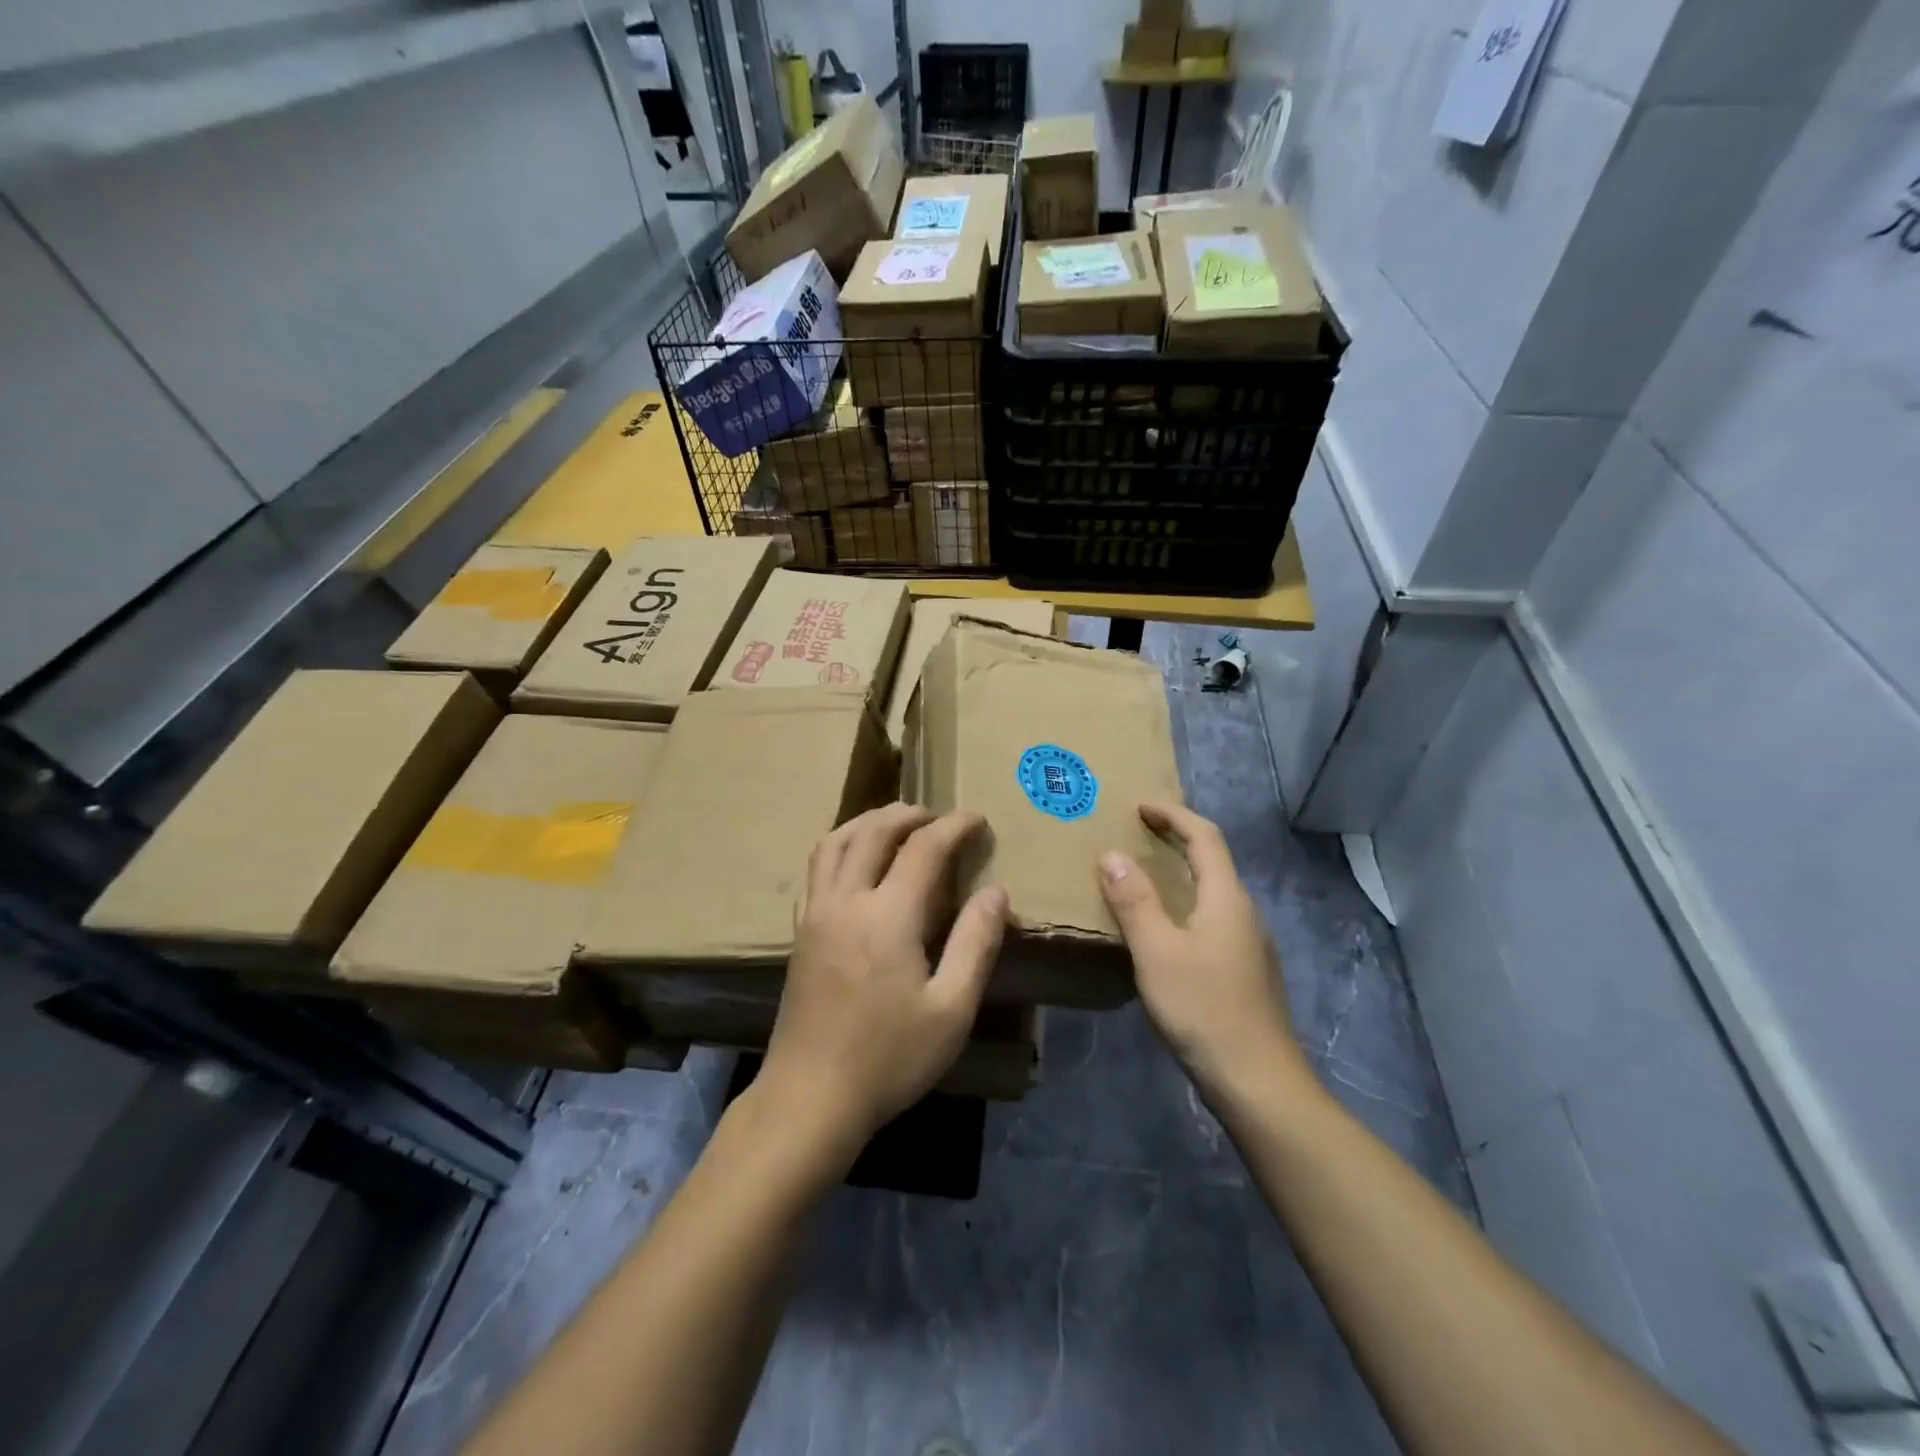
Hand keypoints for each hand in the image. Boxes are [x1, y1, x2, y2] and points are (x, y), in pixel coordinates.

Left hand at [762, 804, 1007, 1145]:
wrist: (809, 1098)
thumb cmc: (889, 1058)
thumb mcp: (951, 1009)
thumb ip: (976, 943)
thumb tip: (996, 892)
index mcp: (887, 915)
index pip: (924, 847)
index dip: (954, 826)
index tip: (978, 819)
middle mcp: (846, 900)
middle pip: (874, 831)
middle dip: (910, 814)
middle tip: (940, 817)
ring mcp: (816, 914)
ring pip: (835, 841)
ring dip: (869, 821)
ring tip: (897, 825)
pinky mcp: (800, 931)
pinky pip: (818, 867)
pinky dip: (842, 845)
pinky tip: (858, 863)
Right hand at [1098, 801, 1310, 1097]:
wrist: (1258, 1081)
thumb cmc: (1204, 1008)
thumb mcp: (1157, 952)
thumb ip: (1134, 901)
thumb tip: (1112, 855)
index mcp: (1227, 898)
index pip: (1204, 837)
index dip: (1173, 814)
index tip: (1140, 806)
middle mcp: (1244, 912)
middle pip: (1213, 860)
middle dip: (1176, 838)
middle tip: (1137, 833)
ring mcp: (1249, 943)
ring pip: (1213, 891)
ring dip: (1180, 872)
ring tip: (1142, 876)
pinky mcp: (1245, 970)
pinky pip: (1212, 917)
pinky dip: (1185, 902)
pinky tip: (1163, 928)